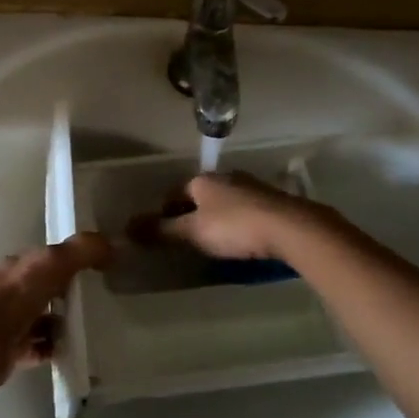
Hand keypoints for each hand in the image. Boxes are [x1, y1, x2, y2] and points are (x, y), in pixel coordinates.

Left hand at [0, 232, 112, 388]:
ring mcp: (9, 322)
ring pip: (42, 319)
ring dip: (62, 323)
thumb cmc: (14, 298)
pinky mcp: (10, 351)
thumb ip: (81, 251)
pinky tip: (72, 351)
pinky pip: (39, 347)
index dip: (70, 260)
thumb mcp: (52, 264)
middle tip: (98, 301)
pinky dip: (55, 348)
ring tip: (89, 328)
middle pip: (45, 289)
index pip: (46, 259)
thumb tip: (114, 243)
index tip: (97, 268)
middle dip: (67, 294)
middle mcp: (10, 291)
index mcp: (17, 267)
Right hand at [158, 171, 324, 261]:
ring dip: (216, 217)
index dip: (164, 212)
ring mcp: (252, 187)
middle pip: (200, 195)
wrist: (291, 228)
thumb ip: (162, 230)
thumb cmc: (235, 227)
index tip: (162, 233)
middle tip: (186, 238)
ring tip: (213, 241)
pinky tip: (241, 239)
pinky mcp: (273, 202)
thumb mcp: (194, 232)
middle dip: (191, 213)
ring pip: (224, 201)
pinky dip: (238, 222)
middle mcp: (226, 177)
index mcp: (203, 180)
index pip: (174, 192)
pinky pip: (246, 210)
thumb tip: (127, 228)